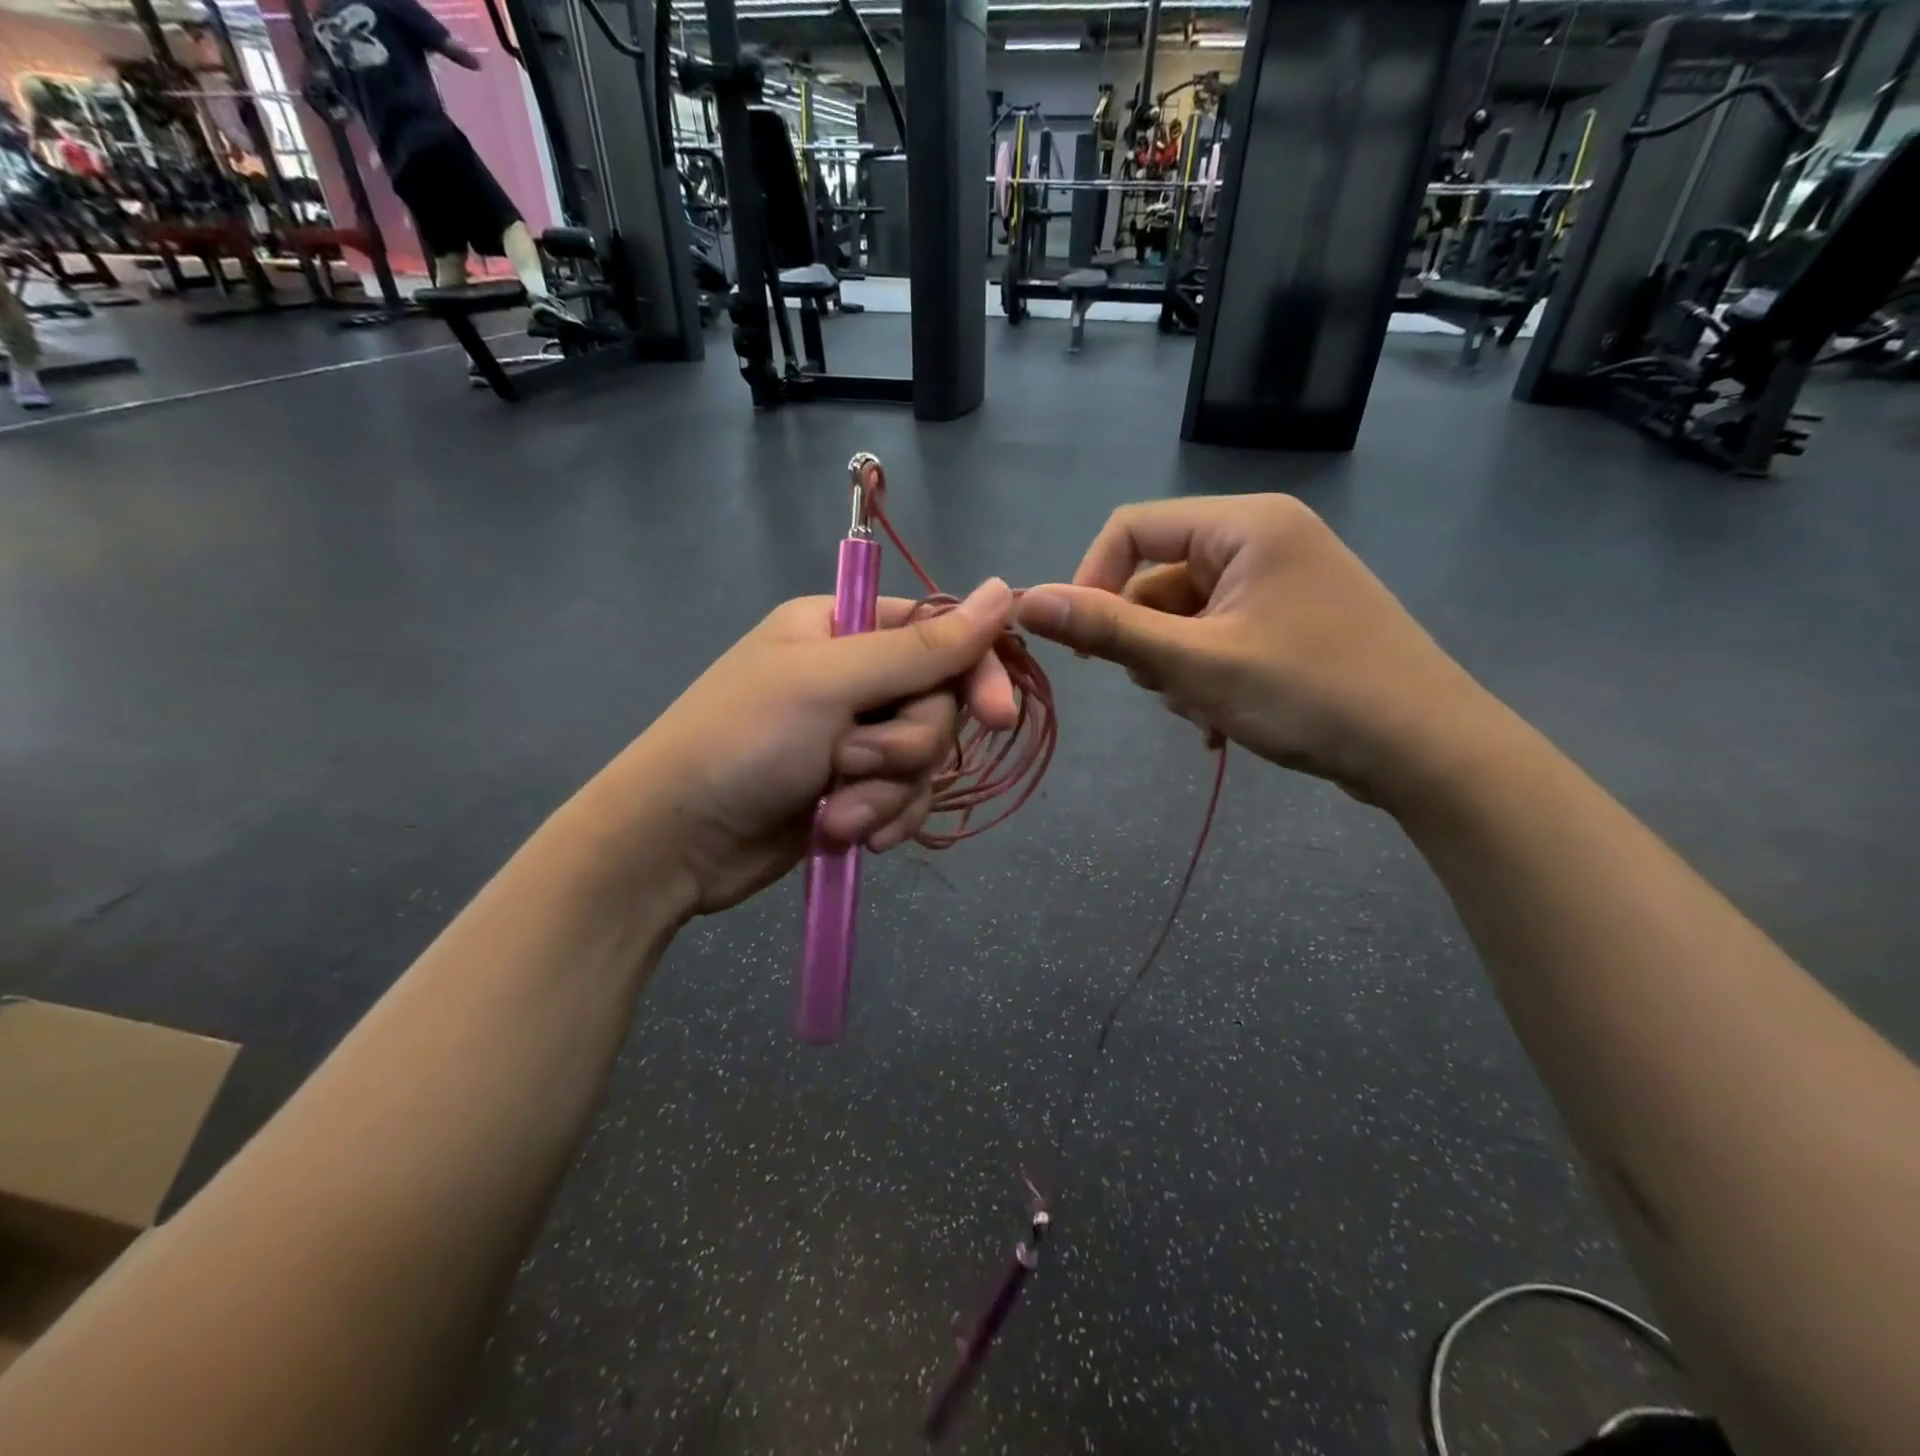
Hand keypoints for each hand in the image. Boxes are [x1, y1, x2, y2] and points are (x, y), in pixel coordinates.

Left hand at [606, 581, 1017, 913]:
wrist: (674, 841)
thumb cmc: (742, 741)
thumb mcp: (831, 683)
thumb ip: (922, 645)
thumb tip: (1003, 590)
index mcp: (842, 627)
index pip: (939, 633)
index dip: (975, 673)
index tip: (997, 717)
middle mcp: (852, 676)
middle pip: (937, 704)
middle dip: (905, 747)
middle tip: (853, 763)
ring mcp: (852, 737)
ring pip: (923, 759)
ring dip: (887, 792)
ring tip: (837, 811)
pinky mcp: (852, 789)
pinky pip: (904, 798)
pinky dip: (883, 818)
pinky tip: (849, 836)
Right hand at [1014, 496, 1493, 808]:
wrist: (1428, 752)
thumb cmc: (1310, 695)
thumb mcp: (1195, 664)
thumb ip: (1108, 630)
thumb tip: (1027, 602)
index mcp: (1244, 525)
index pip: (1132, 528)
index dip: (1091, 581)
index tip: (1080, 643)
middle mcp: (1264, 537)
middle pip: (1159, 576)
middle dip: (1146, 637)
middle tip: (1164, 686)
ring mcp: (1282, 580)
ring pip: (1186, 614)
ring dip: (1176, 665)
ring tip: (1205, 708)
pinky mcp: (1292, 619)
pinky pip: (1219, 635)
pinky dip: (1206, 676)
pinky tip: (1222, 721)